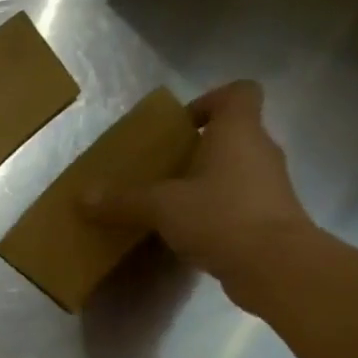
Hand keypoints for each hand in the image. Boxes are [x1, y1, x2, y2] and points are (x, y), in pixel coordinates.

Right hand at [85, 80, 316, 310]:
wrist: (274, 264)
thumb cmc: (221, 216)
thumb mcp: (162, 207)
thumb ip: (124, 201)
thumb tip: (82, 197)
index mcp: (238, 131)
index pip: (238, 93)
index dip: (210, 101)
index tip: (182, 126)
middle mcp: (260, 150)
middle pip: (232, 134)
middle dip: (198, 150)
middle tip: (163, 171)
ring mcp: (269, 185)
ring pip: (235, 170)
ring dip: (206, 182)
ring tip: (171, 205)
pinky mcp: (270, 217)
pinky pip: (238, 202)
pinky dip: (216, 211)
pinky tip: (190, 232)